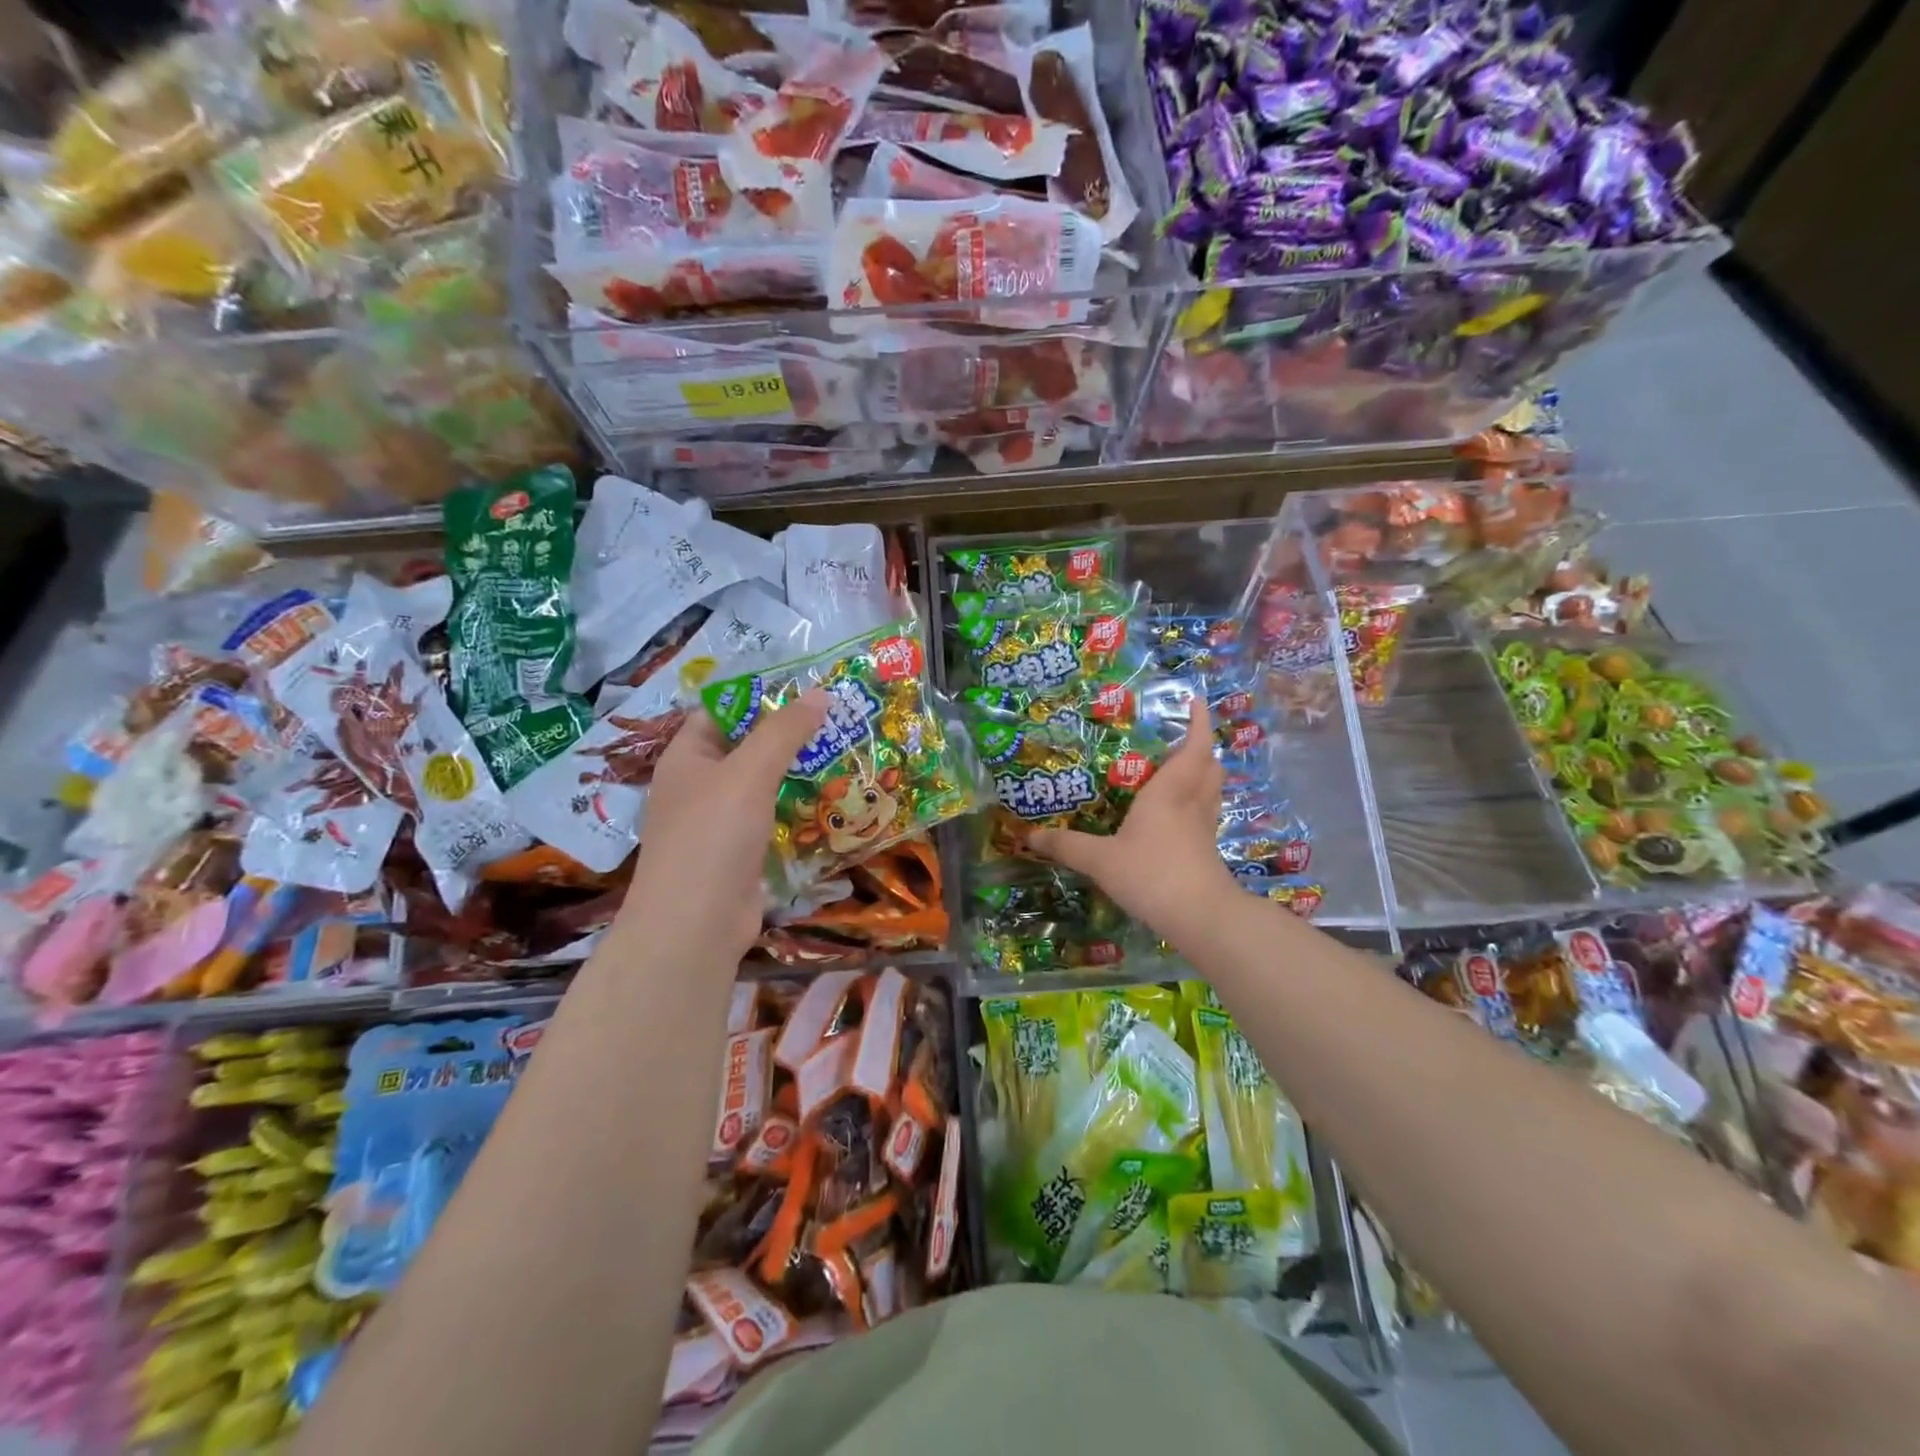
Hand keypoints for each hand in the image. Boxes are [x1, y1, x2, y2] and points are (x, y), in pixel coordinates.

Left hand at [618, 690, 829, 962]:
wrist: (696, 924)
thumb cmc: (713, 835)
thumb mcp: (749, 772)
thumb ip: (784, 732)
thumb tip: (820, 693)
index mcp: (686, 757)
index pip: (720, 712)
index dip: (758, 697)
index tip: (805, 688)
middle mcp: (699, 785)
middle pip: (746, 748)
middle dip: (788, 736)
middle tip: (837, 719)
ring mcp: (719, 822)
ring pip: (763, 786)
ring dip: (798, 773)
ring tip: (844, 753)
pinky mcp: (740, 853)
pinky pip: (772, 819)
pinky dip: (797, 809)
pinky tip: (832, 801)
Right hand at [1028, 698, 1239, 940]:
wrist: (1200, 917)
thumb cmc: (1152, 874)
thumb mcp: (1100, 860)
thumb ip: (1066, 845)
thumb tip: (1030, 836)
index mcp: (1169, 792)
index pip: (1192, 748)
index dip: (1197, 723)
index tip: (1195, 701)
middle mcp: (1191, 803)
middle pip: (1209, 766)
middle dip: (1201, 747)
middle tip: (1182, 737)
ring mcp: (1204, 828)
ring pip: (1212, 790)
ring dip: (1203, 773)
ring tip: (1183, 769)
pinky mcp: (1208, 852)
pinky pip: (1206, 814)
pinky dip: (1198, 803)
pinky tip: (1180, 816)